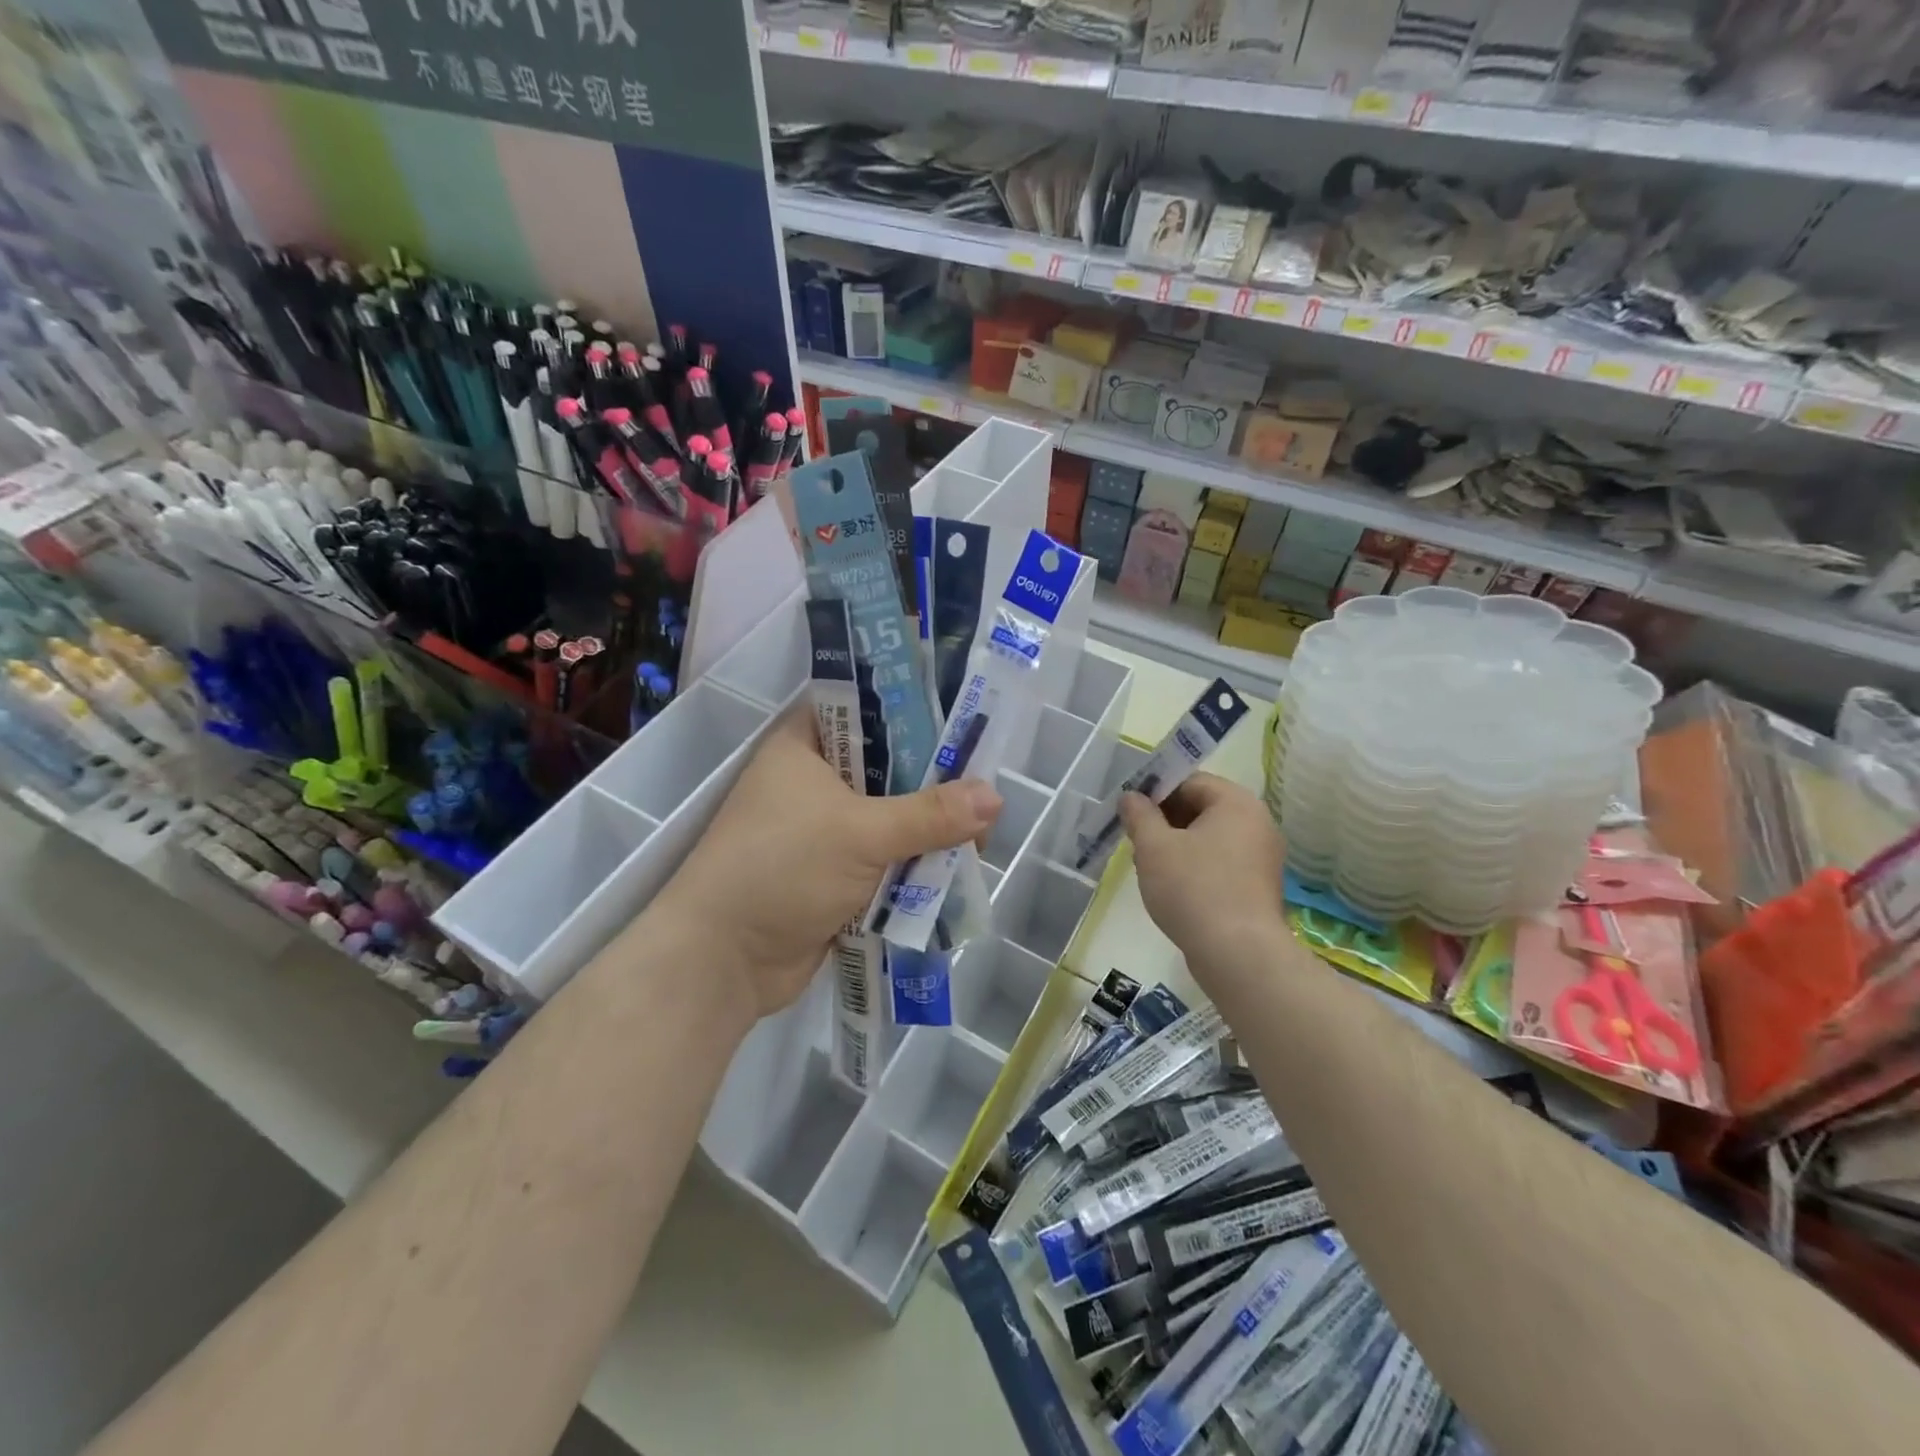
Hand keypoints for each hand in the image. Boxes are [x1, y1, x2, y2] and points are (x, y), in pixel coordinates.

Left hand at [652, 709, 1001, 1022]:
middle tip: (984, 797)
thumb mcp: (860, 833)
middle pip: (889, 768)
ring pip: (891, 817)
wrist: (721, 961)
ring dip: (928, 832)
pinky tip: (955, 872)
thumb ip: (930, 815)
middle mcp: (814, 779)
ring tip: (979, 842)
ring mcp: (824, 829)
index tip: (967, 726)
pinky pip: (885, 859)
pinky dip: (913, 866)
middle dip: (935, 785)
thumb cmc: (781, 869)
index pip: (867, 708)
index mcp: (805, 745)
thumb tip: (996, 797)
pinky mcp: (834, 873)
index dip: (916, 713)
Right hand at [1121, 773, 1285, 976]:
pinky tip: (1172, 889)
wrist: (1238, 954)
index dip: (1155, 791)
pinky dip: (1195, 867)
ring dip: (1177, 845)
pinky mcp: (1258, 887)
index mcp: (1236, 803)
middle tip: (1135, 840)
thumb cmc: (1193, 889)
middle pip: (1201, 808)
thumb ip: (1139, 815)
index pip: (1190, 781)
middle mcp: (1257, 823)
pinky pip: (1221, 863)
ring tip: (1149, 867)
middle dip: (1164, 820)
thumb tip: (1131, 797)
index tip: (1129, 811)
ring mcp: (1262, 857)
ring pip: (1209, 837)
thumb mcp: (1154, 847)